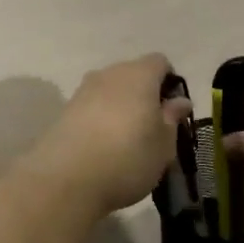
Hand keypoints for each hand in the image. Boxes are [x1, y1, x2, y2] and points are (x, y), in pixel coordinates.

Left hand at [21, 54, 191, 215]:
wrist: (66, 180)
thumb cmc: (128, 158)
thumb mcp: (164, 144)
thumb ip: (172, 118)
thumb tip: (179, 101)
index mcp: (139, 75)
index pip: (160, 62)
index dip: (170, 82)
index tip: (172, 111)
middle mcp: (109, 74)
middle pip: (133, 74)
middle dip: (144, 94)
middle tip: (151, 128)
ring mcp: (83, 91)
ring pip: (110, 90)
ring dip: (120, 107)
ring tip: (126, 140)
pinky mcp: (64, 111)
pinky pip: (91, 107)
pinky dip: (100, 120)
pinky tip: (102, 147)